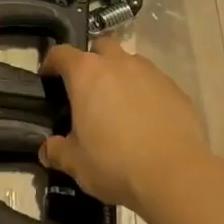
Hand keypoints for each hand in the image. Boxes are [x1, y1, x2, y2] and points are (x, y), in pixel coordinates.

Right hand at [38, 39, 210, 208]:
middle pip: (100, 47)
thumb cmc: (115, 163)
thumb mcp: (76, 163)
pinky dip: (146, 93)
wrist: (176, 176)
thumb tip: (47, 150)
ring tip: (120, 105)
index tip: (48, 78)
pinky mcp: (176, 89)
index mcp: (86, 74)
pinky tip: (147, 119)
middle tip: (88, 89)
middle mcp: (118, 64)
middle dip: (92, 61)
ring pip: (130, 62)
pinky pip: (154, 82)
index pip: (61, 54)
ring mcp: (150, 73)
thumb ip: (57, 151)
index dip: (51, 63)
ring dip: (121, 75)